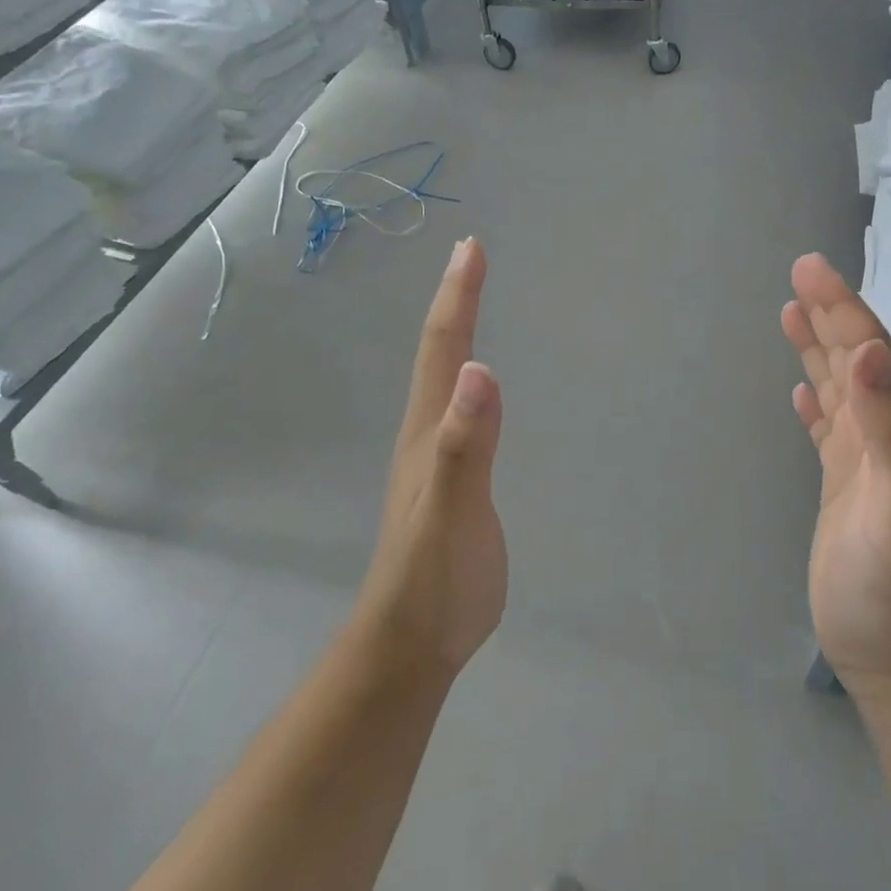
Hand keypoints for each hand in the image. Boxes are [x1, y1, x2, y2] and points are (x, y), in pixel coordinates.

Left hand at [356, 236, 505, 677]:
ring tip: (470, 302)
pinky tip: (475, 386)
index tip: (470, 246)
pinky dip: (467, 378)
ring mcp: (436, 458)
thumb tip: (478, 368)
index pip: (442, 349)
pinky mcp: (452, 481)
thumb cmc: (434, 579)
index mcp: (428, 430)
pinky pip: (459, 411)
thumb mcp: (452, 510)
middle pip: (438, 353)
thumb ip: (464, 443)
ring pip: (443, 379)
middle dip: (455, 300)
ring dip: (456, 333)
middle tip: (471, 255)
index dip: (456, 296)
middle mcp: (427, 433)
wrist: (412, 643)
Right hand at [781, 254, 890, 698]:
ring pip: (840, 390)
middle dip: (830, 315)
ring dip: (819, 351)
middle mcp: (885, 437)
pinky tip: (803, 393)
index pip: (868, 353)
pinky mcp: (843, 490)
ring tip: (792, 314)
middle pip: (854, 361)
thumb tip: (870, 354)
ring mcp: (863, 465)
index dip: (841, 308)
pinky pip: (827, 432)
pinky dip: (815, 404)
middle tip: (800, 274)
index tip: (809, 269)